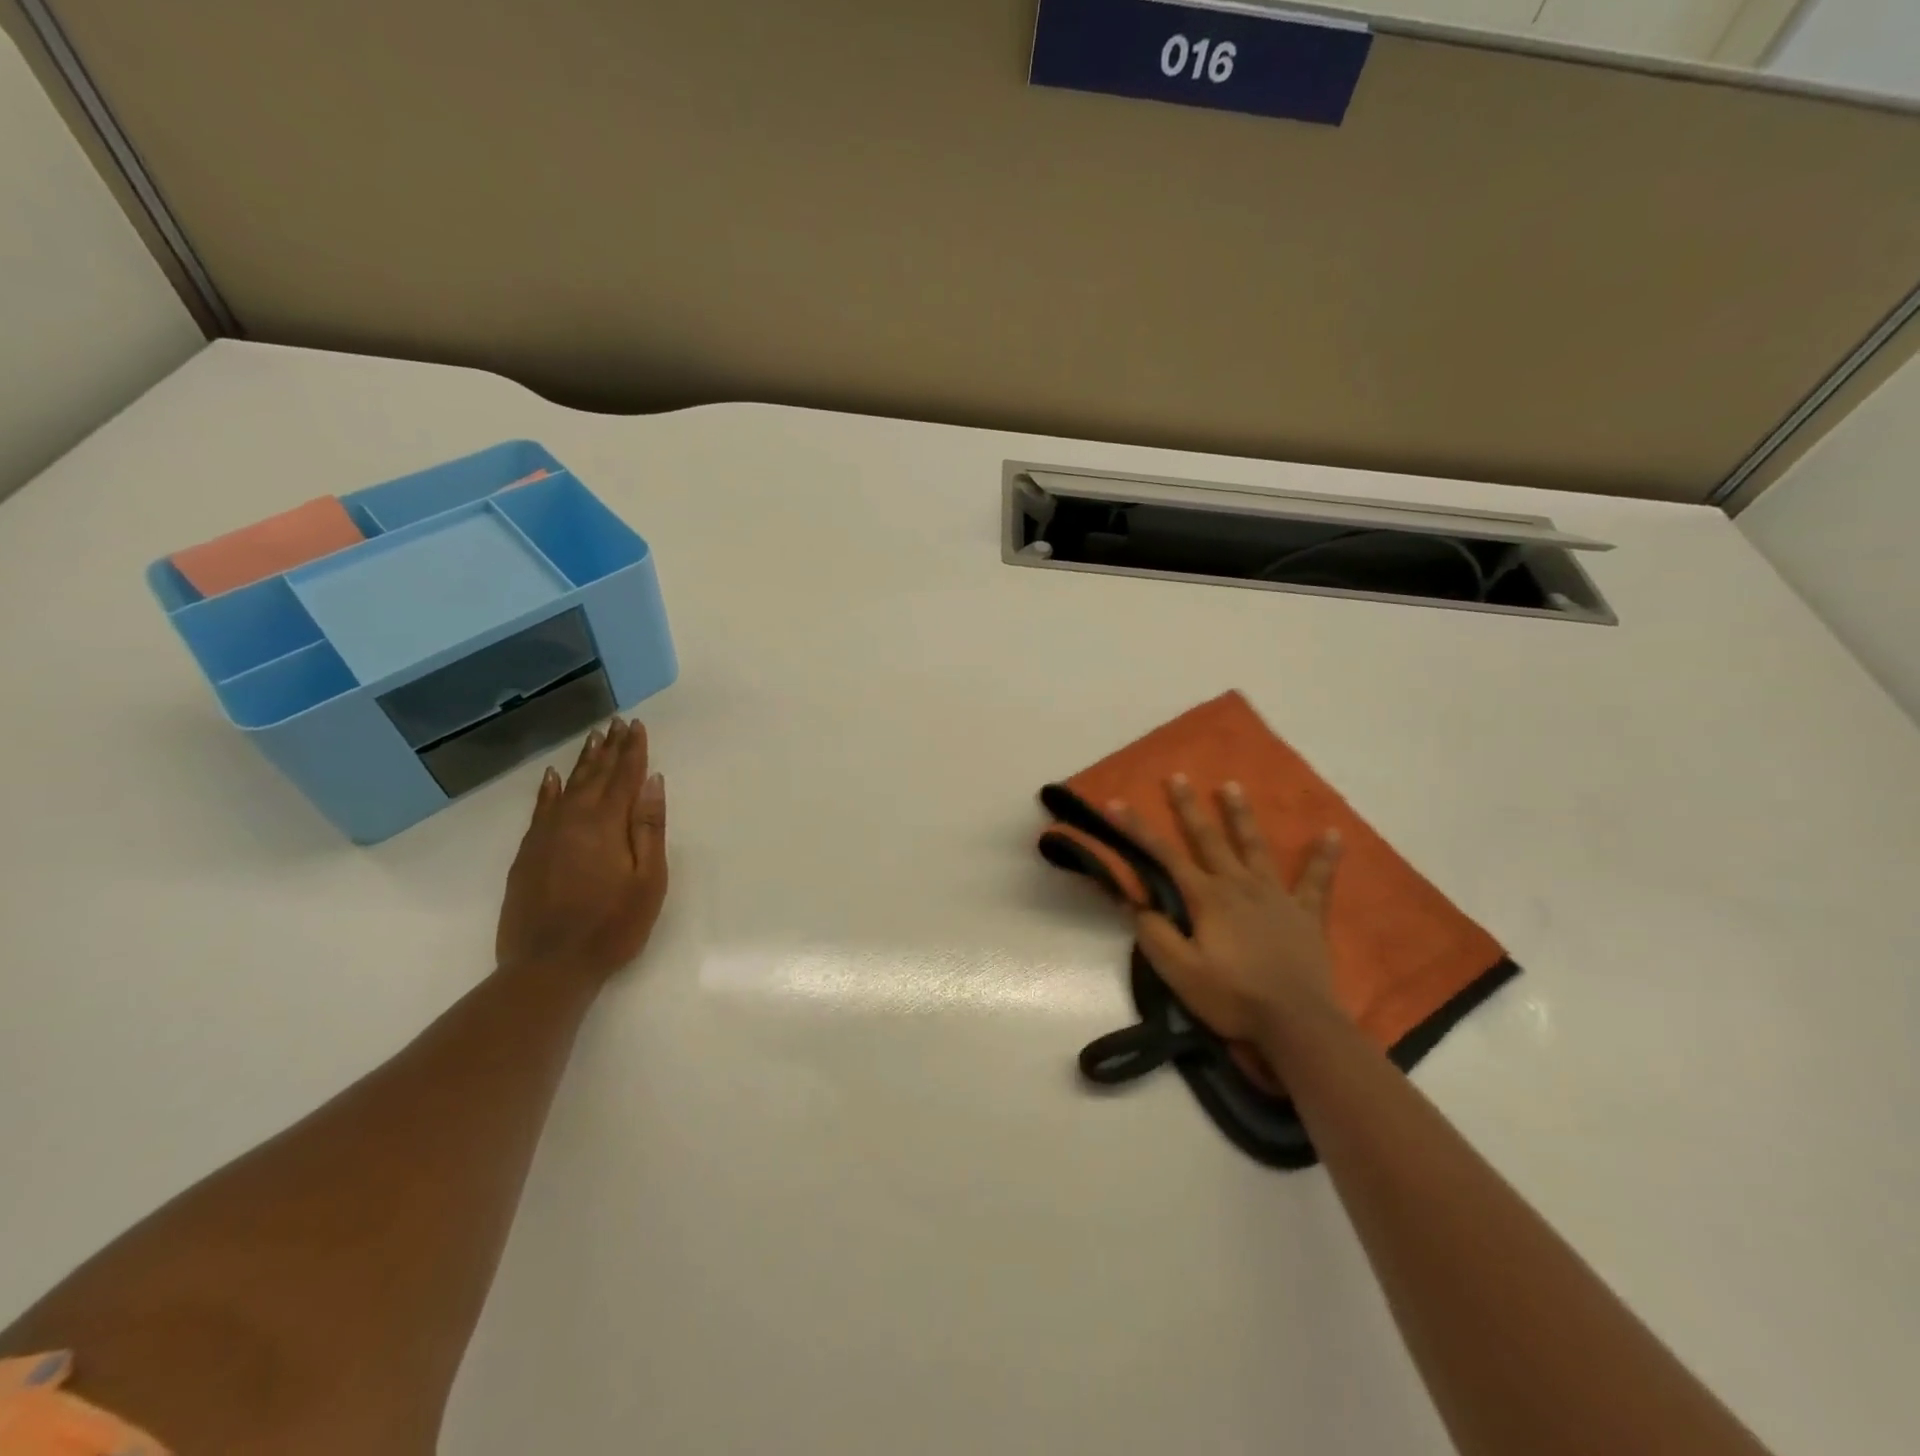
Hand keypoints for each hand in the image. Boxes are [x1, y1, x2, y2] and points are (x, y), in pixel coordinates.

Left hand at [495, 717, 668, 986]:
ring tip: (593, 738)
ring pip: (568, 788)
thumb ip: (649, 828)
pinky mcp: (527, 854)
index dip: (633, 751)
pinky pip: (540, 809)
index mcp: (605, 825)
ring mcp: (545, 836)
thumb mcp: (647, 880)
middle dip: (609, 749)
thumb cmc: (612, 925)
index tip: (637, 726)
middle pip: (595, 776)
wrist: (548, 965)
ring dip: (583, 762)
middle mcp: (572, 820)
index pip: (624, 777)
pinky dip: (549, 790)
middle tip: (616, 723)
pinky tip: (554, 777)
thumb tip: (653, 783)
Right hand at [1114, 776, 1344, 1080]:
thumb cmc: (1233, 997)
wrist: (1296, 1023)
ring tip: (1232, 785)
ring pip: (1254, 847)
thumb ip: (1155, 934)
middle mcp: (1239, 885)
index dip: (1137, 829)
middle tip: (1177, 777)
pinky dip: (1324, 857)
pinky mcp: (1305, 913)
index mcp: (1207, 898)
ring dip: (1241, 816)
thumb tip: (1137, 902)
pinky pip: (1316, 880)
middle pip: (1209, 839)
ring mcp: (1276, 896)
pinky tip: (1333, 833)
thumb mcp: (1180, 972)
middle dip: (1189, 808)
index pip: (1164, 856)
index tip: (1115, 803)